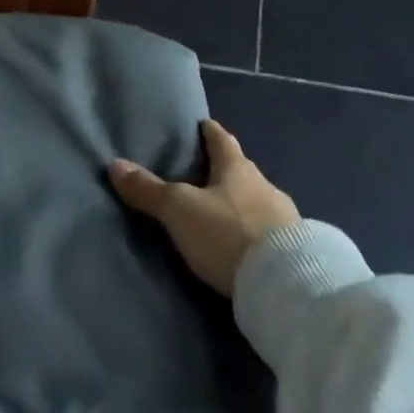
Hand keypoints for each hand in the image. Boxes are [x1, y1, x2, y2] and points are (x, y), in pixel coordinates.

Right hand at [109, 120, 301, 295]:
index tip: (203, 125)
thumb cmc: (229, 234)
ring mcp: (286, 220)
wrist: (288, 288)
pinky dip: (257, 236)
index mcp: (237, 167)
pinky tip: (247, 249)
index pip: (221, 139)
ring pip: (258, 203)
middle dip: (225, 173)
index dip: (210, 131)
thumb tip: (115, 165)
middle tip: (205, 177)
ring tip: (223, 217)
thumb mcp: (180, 211)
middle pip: (241, 171)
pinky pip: (271, 235)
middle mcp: (264, 185)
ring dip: (243, 207)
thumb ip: (149, 190)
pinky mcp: (298, 254)